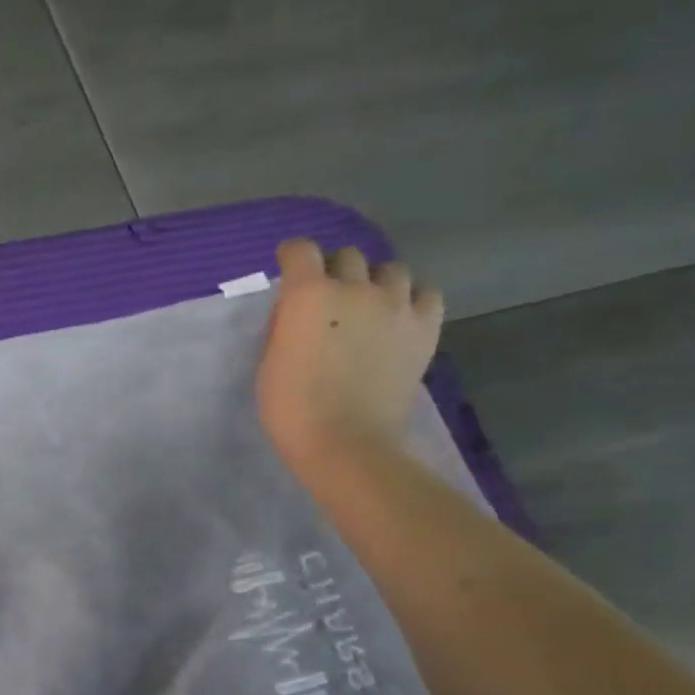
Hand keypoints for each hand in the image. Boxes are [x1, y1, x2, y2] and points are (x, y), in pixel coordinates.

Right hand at [256, 238, 444, 475]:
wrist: (346, 444)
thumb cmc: (292, 410)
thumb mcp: (269, 363)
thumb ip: (285, 325)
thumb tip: (299, 311)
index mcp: (309, 295)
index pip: (300, 250)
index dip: (292, 255)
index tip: (289, 267)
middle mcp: (355, 288)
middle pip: (347, 255)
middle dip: (334, 270)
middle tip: (328, 297)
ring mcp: (396, 305)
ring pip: (389, 269)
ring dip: (374, 282)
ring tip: (368, 307)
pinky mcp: (425, 326)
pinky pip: (425, 293)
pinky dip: (411, 299)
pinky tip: (399, 318)